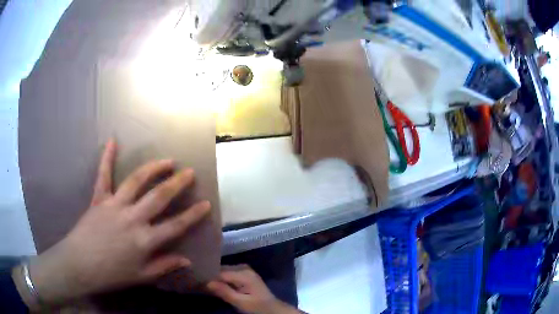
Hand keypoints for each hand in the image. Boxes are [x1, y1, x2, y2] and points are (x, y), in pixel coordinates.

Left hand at [14, 139, 210, 307]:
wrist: (79, 265)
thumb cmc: (111, 274)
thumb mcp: (141, 277)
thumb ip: (164, 266)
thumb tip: (186, 260)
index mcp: (144, 240)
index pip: (175, 225)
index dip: (193, 214)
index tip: (206, 203)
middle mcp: (133, 218)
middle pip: (159, 197)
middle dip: (177, 183)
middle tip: (189, 172)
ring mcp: (115, 205)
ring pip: (136, 181)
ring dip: (153, 168)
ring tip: (167, 160)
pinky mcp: (99, 198)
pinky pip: (103, 175)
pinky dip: (107, 158)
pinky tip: (112, 141)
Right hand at [207, 265, 301, 313]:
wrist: (273, 308)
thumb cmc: (258, 307)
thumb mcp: (241, 303)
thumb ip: (225, 292)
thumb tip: (207, 282)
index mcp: (244, 273)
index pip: (220, 272)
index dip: (208, 277)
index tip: (197, 282)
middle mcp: (243, 267)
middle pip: (221, 270)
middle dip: (211, 277)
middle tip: (199, 284)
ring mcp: (244, 270)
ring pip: (224, 271)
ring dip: (216, 278)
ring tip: (205, 284)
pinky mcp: (244, 274)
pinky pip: (229, 274)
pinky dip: (222, 279)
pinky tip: (215, 285)